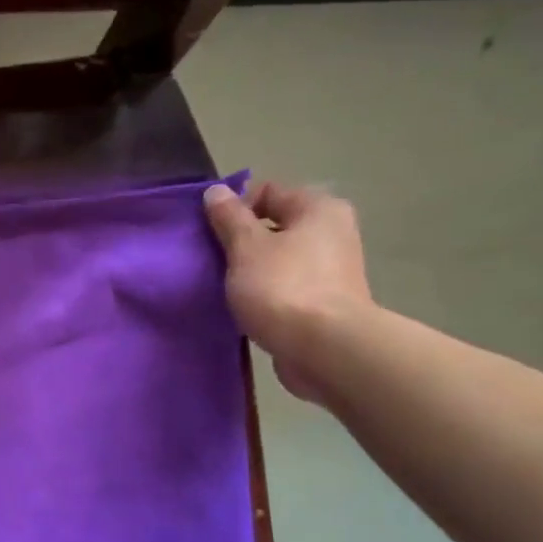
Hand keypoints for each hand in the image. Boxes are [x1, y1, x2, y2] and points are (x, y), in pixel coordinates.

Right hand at [203, 181, 372, 401]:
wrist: (325, 350)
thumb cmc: (283, 288)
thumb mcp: (246, 247)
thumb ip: (228, 218)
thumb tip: (215, 191)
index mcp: (318, 209)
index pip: (267, 192)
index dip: (234, 208)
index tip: (210, 234)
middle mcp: (332, 232)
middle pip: (274, 226)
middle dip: (240, 241)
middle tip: (212, 261)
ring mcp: (332, 270)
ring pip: (278, 259)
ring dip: (250, 270)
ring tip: (224, 287)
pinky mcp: (325, 303)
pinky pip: (285, 287)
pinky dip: (265, 293)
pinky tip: (244, 308)